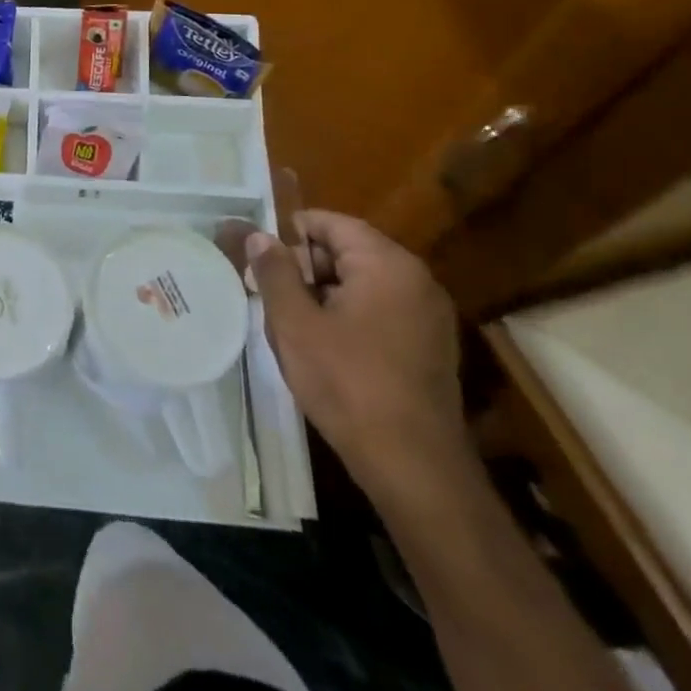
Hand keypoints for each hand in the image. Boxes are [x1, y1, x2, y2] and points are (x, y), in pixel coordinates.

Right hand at [221, 210, 471, 499]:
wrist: (414, 467)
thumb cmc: (348, 383)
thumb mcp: (295, 324)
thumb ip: (275, 272)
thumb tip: (260, 237)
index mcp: (387, 265)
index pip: (332, 224)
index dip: (291, 234)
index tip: (260, 258)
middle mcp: (416, 280)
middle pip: (349, 251)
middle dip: (306, 267)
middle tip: (270, 294)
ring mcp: (429, 316)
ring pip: (362, 283)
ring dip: (324, 294)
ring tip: (292, 324)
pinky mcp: (430, 347)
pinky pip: (380, 311)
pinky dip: (349, 316)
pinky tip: (325, 348)